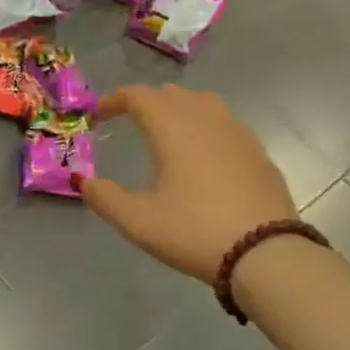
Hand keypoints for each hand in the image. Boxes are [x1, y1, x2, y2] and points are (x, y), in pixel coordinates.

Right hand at [80, 84, 297, 283]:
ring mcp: (237, 134)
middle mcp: (206, 120)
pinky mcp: (257, 153)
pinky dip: (205, 125)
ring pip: (203, 102)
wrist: (267, 255)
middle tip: (129, 120)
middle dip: (146, 101)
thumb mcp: (138, 221)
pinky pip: (225, 123)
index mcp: (173, 129)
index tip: (100, 114)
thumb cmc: (194, 232)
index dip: (115, 99)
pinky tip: (203, 153)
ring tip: (167, 130)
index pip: (139, 96)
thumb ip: (104, 198)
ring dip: (179, 108)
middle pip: (172, 94)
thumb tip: (83, 181)